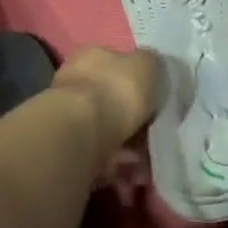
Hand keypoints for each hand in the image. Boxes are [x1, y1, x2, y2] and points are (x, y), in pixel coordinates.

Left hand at [52, 46, 161, 170]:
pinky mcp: (70, 147)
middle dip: (135, 118)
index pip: (116, 63)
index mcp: (90, 56)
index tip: (156, 99)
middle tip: (155, 133)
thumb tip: (151, 67)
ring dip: (130, 145)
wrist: (83, 134)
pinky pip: (103, 154)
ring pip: (108, 129)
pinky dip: (119, 163)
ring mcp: (70, 117)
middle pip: (113, 99)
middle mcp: (75, 83)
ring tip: (147, 160)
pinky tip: (133, 171)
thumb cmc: (117, 90)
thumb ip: (151, 63)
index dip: (138, 81)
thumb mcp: (147, 64)